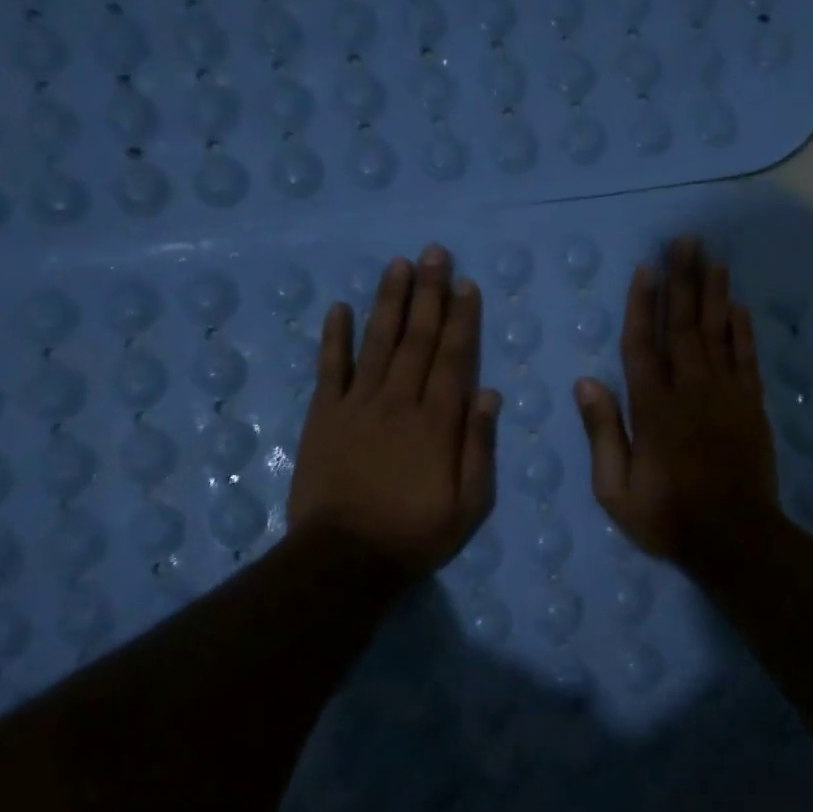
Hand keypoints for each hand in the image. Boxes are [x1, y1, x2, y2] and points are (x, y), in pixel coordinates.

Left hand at [289, 245, 501, 578]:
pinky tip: (339, 307)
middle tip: (435, 254)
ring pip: (377, 342)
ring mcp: (357, 405)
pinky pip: (330, 368)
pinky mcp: (323, 416)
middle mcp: (399, 401)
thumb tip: (489, 392)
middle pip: (417, 339)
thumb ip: (479, 446)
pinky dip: (334, 337)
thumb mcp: (469, 504)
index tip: (466, 285)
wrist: (344, 558)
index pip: (454, 358)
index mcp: (437, 422)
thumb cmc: (414, 533)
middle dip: (429, 294)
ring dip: (389, 301)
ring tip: (398, 265)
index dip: (461, 319)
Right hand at [573, 236, 780, 562]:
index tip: (644, 269)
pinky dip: (742, 329)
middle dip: (682, 280)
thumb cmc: (668, 516)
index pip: (642, 345)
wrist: (735, 538)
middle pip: (683, 325)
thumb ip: (602, 433)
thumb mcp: (615, 489)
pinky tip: (738, 305)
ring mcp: (726, 394)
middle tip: (685, 241)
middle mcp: (690, 390)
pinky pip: (746, 357)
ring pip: (718, 332)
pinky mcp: (752, 405)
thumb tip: (585, 382)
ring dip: (714, 293)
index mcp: (652, 408)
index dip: (641, 305)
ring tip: (712, 257)